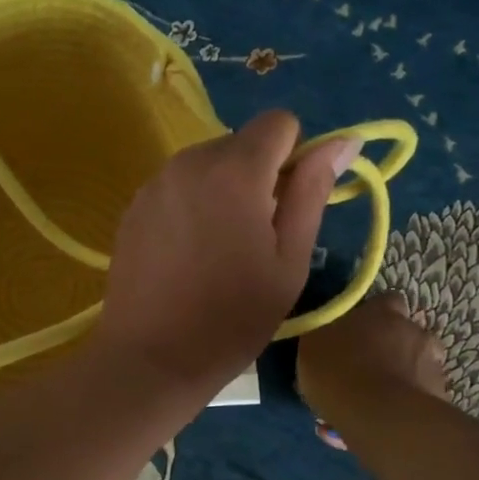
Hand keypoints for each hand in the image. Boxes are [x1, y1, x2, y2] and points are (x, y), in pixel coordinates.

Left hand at [98, 110, 354, 396]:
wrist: (151, 357)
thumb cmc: (232, 317)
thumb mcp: (289, 261)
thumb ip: (313, 192)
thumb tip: (344, 141)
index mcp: (235, 171)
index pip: (279, 122)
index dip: (295, 154)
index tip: (290, 203)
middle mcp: (189, 162)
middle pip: (240, 142)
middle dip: (259, 174)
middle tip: (257, 236)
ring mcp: (155, 183)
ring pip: (207, 163)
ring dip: (224, 188)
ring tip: (220, 249)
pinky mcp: (133, 206)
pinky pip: (177, 186)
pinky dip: (193, 204)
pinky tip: (188, 254)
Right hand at [298, 294, 447, 426]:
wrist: (378, 416)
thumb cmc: (338, 370)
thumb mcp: (311, 345)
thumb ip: (323, 333)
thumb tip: (326, 331)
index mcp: (383, 311)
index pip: (387, 301)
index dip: (375, 316)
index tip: (360, 332)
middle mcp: (415, 331)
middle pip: (407, 334)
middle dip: (393, 349)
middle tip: (368, 369)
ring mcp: (433, 364)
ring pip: (418, 366)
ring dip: (404, 376)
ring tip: (380, 400)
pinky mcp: (441, 397)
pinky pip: (422, 397)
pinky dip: (409, 405)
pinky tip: (389, 421)